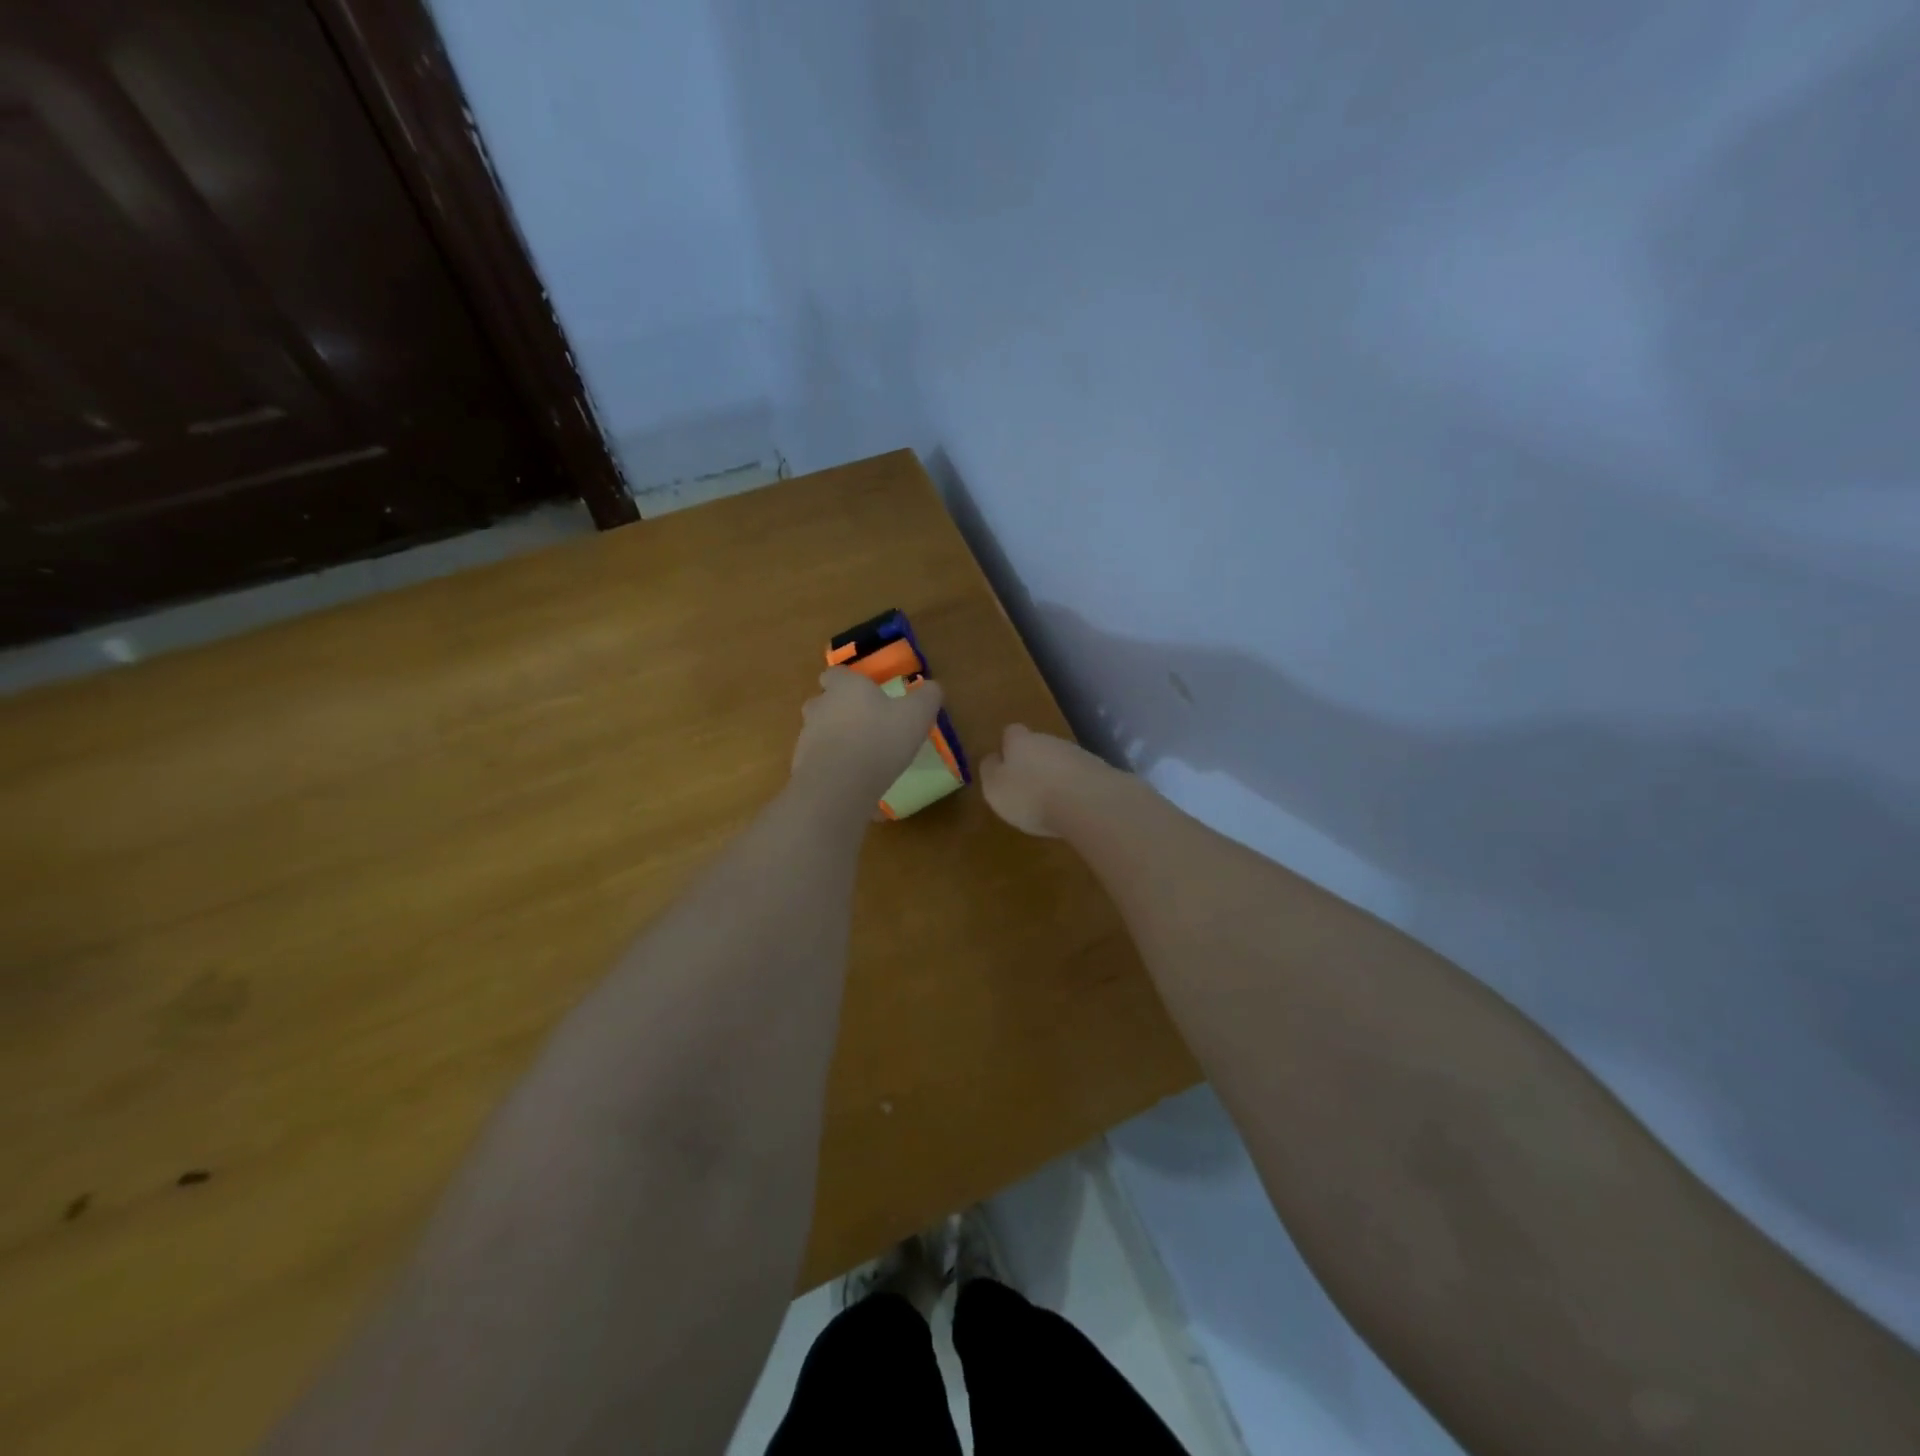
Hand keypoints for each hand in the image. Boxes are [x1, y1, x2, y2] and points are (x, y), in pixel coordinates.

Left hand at [791, 667, 943, 805]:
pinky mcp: (802, 766)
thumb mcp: (916, 715)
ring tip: (860, 757)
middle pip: (823, 702)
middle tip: (865, 725)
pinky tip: (852, 781)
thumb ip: (927, 697)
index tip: (864, 693)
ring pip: (819, 732)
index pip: (835, 674)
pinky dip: (832, 767)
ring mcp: (807, 737)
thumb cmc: (880, 739)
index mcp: (845, 687)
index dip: (848, 681)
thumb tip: (932, 687)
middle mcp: (820, 706)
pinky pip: (819, 761)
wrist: (839, 785)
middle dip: (839, 711)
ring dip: (836, 740)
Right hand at [979, 723, 1114, 837]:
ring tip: (1052, 803)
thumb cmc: (1031, 795)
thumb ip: (991, 771)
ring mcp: (1079, 754)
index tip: (1005, 765)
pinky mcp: (1101, 772)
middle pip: (1039, 745)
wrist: (1089, 803)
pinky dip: (1076, 790)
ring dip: (1056, 776)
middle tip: (1027, 788)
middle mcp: (1050, 740)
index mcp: (1020, 741)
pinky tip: (1074, 809)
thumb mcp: (995, 788)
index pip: (1011, 733)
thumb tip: (993, 759)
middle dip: (1034, 763)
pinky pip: (1082, 778)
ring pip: (1062, 761)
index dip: (1007, 747)